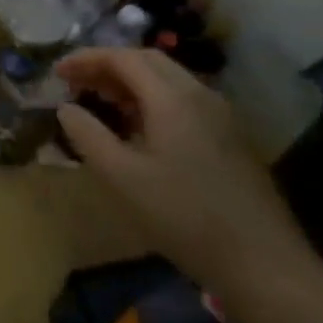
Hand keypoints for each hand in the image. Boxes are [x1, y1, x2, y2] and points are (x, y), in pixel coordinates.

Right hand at [55, 48, 313, 295]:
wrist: (265, 265)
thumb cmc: (185, 216)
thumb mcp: (122, 177)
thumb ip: (87, 135)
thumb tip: (66, 108)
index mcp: (173, 97)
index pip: (123, 58)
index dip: (86, 59)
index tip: (57, 72)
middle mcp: (200, 95)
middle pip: (148, 61)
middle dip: (108, 66)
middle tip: (77, 82)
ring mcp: (221, 117)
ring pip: (169, 81)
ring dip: (131, 83)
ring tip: (101, 102)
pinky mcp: (231, 139)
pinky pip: (184, 102)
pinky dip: (153, 100)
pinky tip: (140, 129)